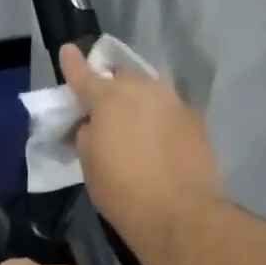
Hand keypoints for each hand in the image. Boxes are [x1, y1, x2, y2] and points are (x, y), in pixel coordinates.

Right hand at [60, 43, 224, 246]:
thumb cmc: (122, 189)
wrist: (179, 214)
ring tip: (134, 120)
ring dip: (139, 99)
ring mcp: (175, 103)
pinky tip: (158, 140)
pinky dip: (160, 119)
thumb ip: (87, 133)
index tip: (68, 50)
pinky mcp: (197, 122)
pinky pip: (170, 111)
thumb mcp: (89, 161)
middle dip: (112, 83)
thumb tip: (94, 123)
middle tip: (105, 102)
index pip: (85, 75)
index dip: (73, 64)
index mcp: (110, 97)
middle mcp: (145, 90)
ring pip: (151, 91)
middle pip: (123, 76)